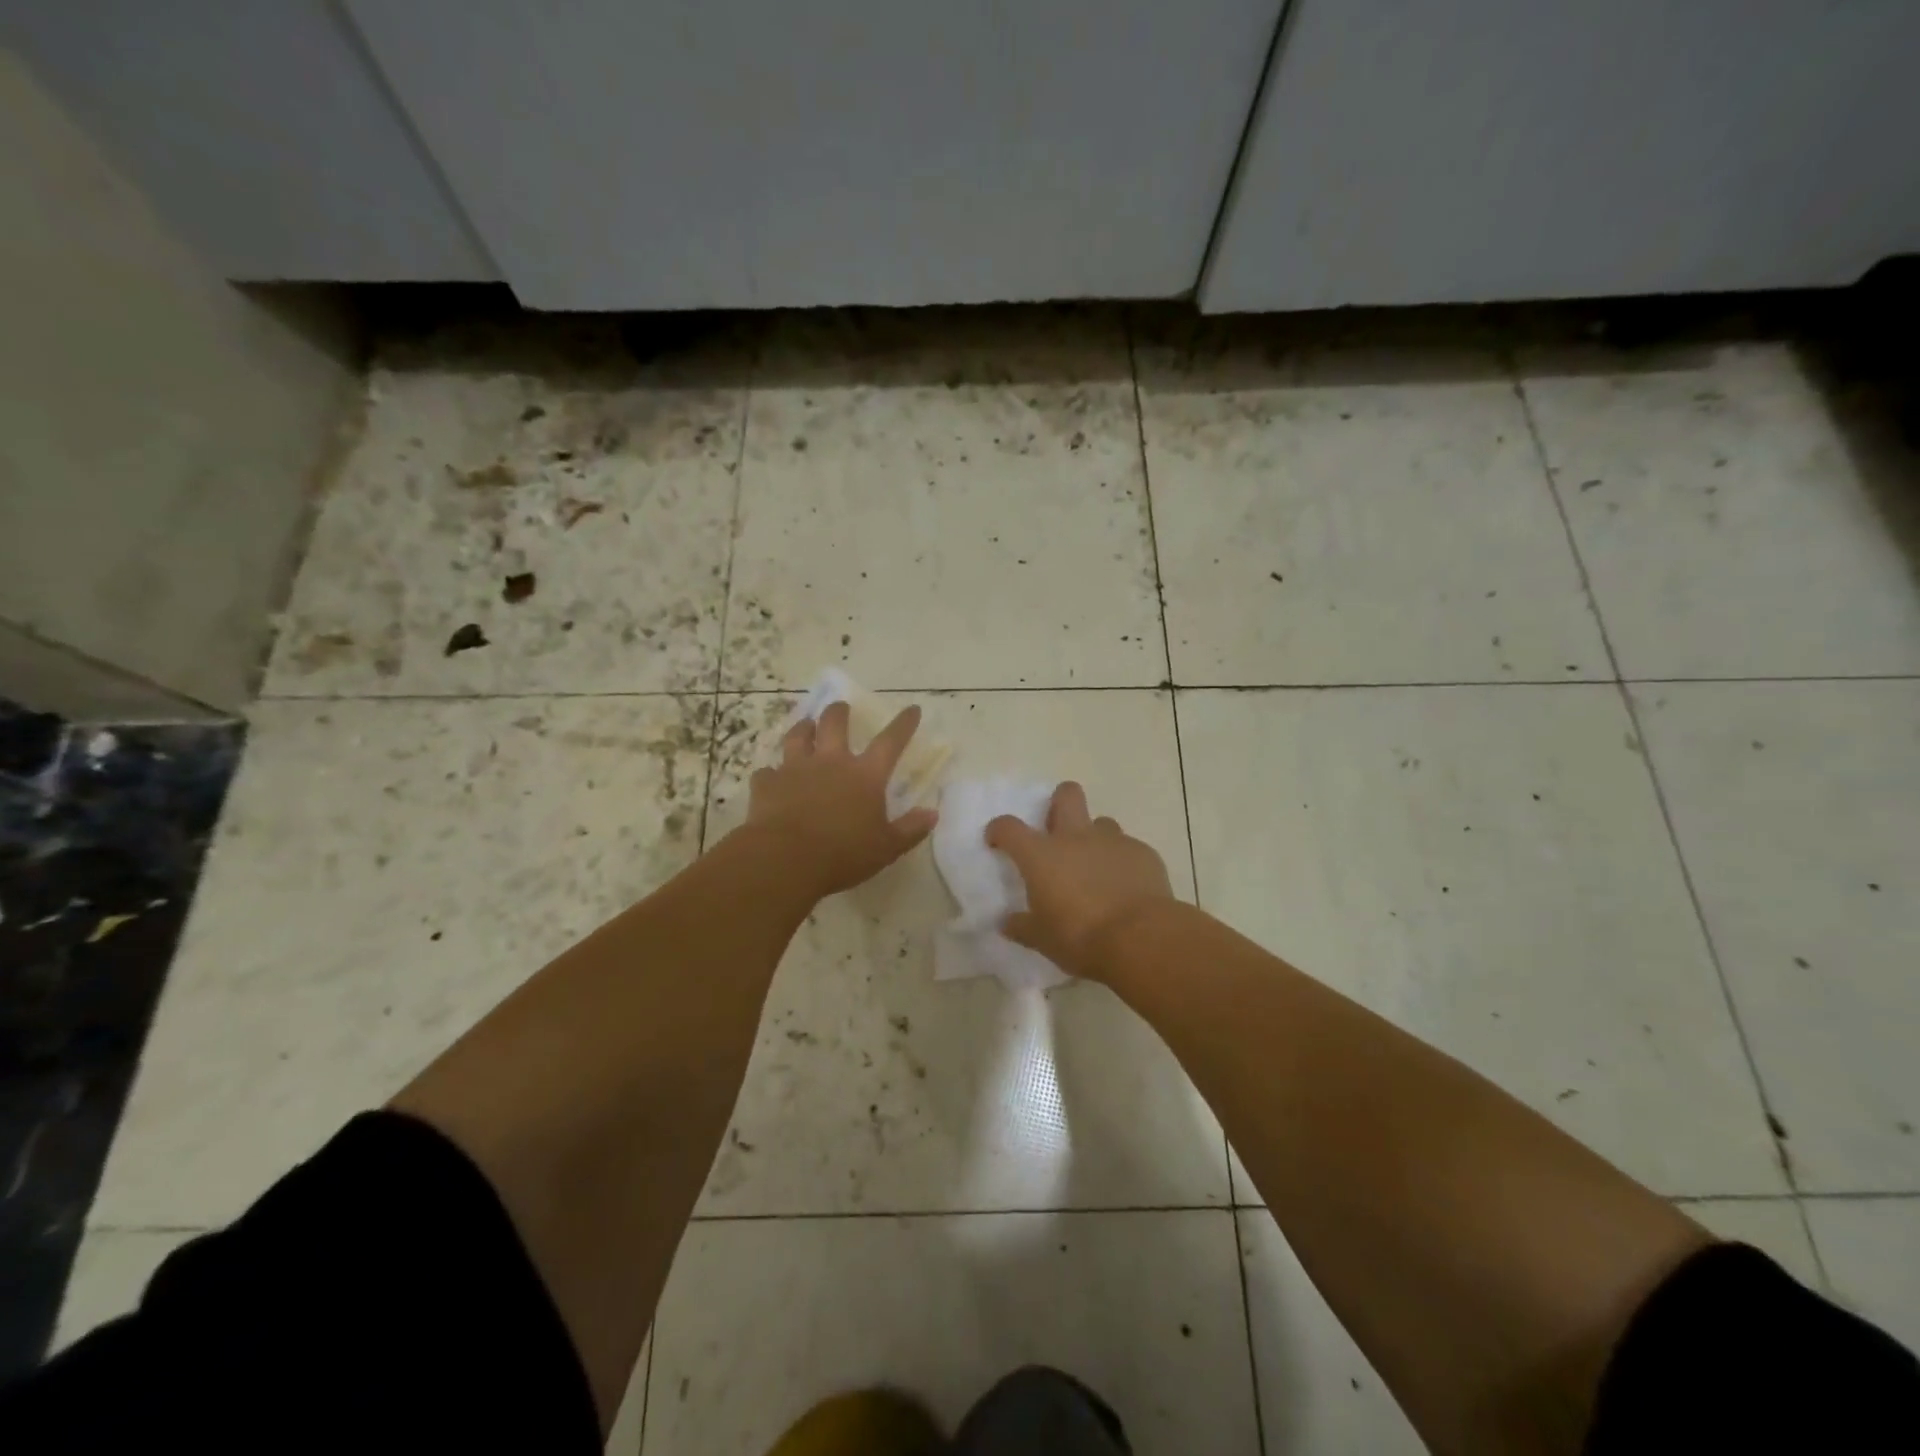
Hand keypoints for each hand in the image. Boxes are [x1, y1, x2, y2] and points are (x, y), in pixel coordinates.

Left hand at [746, 701, 936, 898]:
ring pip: (797, 737)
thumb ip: (910, 829)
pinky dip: (771, 774)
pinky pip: (767, 772)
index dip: (903, 724)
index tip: (912, 709)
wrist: (785, 859)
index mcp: (865, 775)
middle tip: (841, 707)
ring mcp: (795, 769)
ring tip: (805, 725)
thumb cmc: (843, 854)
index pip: (890, 741)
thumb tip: (932, 813)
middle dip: (839, 712)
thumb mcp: (887, 847)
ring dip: (802, 728)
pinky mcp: (767, 784)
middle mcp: (831, 762)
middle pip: (835, 724)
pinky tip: (771, 778)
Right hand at [986, 782, 1173, 981]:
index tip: (997, 841)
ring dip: (1094, 838)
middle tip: (1057, 829)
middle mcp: (1076, 837)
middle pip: (1066, 794)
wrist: (1140, 939)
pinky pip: (1128, 848)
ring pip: (1102, 823)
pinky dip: (1122, 862)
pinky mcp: (1144, 853)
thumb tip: (1007, 923)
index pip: (1009, 827)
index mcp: (1041, 855)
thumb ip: (1022, 927)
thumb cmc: (1080, 937)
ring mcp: (1113, 841)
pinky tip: (1126, 887)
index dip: (999, 830)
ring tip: (1096, 867)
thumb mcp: (1042, 940)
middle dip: (1059, 802)